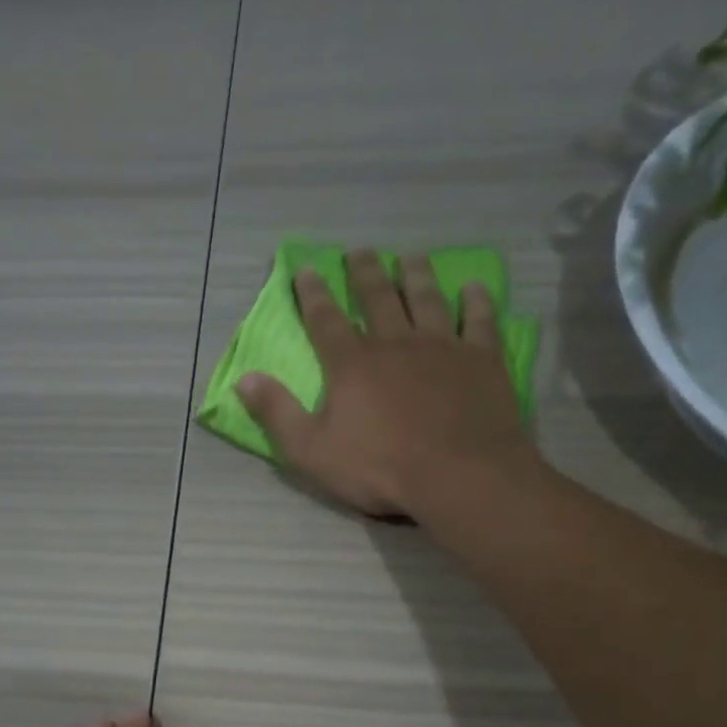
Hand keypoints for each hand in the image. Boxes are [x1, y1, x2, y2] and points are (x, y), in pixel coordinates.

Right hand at [235, 249, 536, 519]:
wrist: (458, 475)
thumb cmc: (379, 468)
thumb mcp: (310, 450)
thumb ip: (277, 413)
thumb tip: (244, 378)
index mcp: (352, 364)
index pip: (326, 320)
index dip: (313, 294)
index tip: (306, 269)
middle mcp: (395, 342)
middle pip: (377, 297)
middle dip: (364, 273)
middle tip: (359, 251)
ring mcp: (443, 347)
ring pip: (427, 299)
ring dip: (416, 276)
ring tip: (410, 258)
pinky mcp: (482, 359)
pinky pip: (480, 320)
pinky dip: (476, 301)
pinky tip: (475, 288)